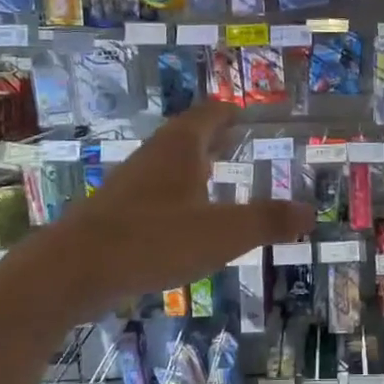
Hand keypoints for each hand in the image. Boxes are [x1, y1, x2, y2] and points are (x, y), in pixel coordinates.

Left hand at [39, 103, 313, 312]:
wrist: (73, 270)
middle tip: (240, 142)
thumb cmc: (154, 239)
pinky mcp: (116, 212)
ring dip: (195, 165)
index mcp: (181, 147)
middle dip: (216, 137)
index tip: (247, 115)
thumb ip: (269, 221)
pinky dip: (177, 193)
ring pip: (170, 163)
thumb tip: (310, 212)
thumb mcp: (224, 232)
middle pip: (189, 135)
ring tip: (218, 176)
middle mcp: (155, 156)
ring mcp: (131, 183)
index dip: (231, 113)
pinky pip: (156, 191)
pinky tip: (185, 218)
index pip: (211, 114)